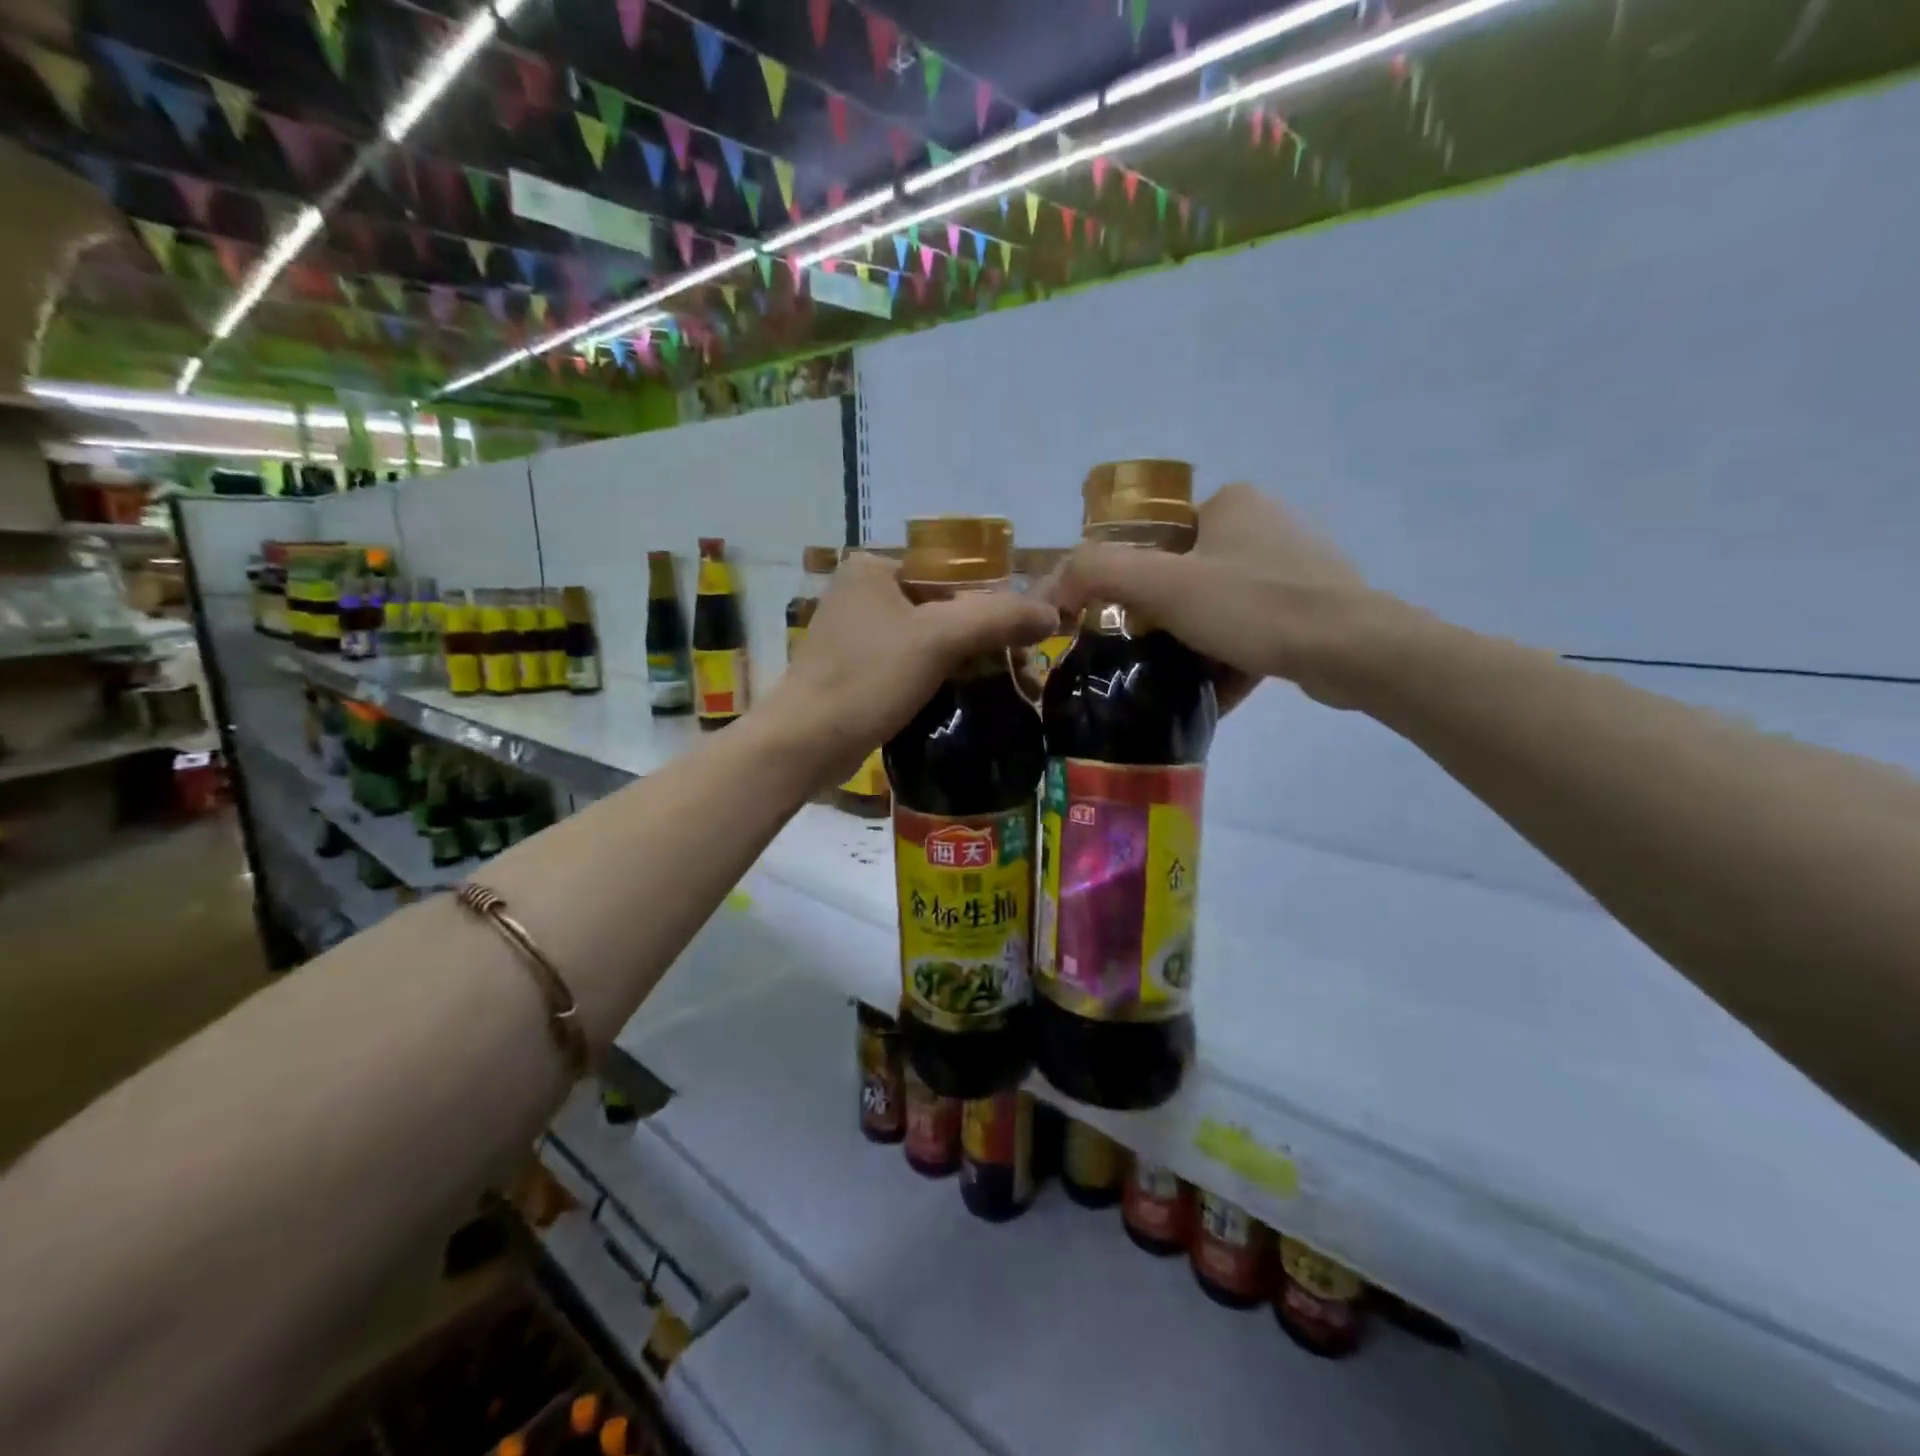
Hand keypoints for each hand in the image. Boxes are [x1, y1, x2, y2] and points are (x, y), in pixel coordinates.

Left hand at [766, 552, 1055, 778]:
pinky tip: (968, 700)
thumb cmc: (868, 679)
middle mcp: (863, 593)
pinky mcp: (857, 672)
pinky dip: (941, 680)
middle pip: (945, 608)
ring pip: (930, 640)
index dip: (996, 605)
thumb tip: (1052, 613)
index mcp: (875, 568)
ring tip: (1006, 689)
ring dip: (969, 663)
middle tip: (1022, 671)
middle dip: (986, 640)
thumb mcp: (938, 639)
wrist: (805, 743)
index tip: (1027, 640)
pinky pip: (912, 667)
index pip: (954, 574)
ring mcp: (857, 635)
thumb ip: (997, 618)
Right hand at [1045, 483, 1382, 709]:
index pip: (1155, 535)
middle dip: (1159, 616)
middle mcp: (1264, 524)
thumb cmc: (1253, 606)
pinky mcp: (1312, 607)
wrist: (1353, 651)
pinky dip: (1228, 658)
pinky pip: (1251, 630)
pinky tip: (1211, 690)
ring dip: (1191, 642)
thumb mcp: (1163, 585)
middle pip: (1185, 574)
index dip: (1128, 577)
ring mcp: (1293, 566)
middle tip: (1139, 652)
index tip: (1115, 619)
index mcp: (1230, 503)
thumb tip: (1050, 583)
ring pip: (1218, 606)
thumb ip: (1099, 573)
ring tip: (1169, 676)